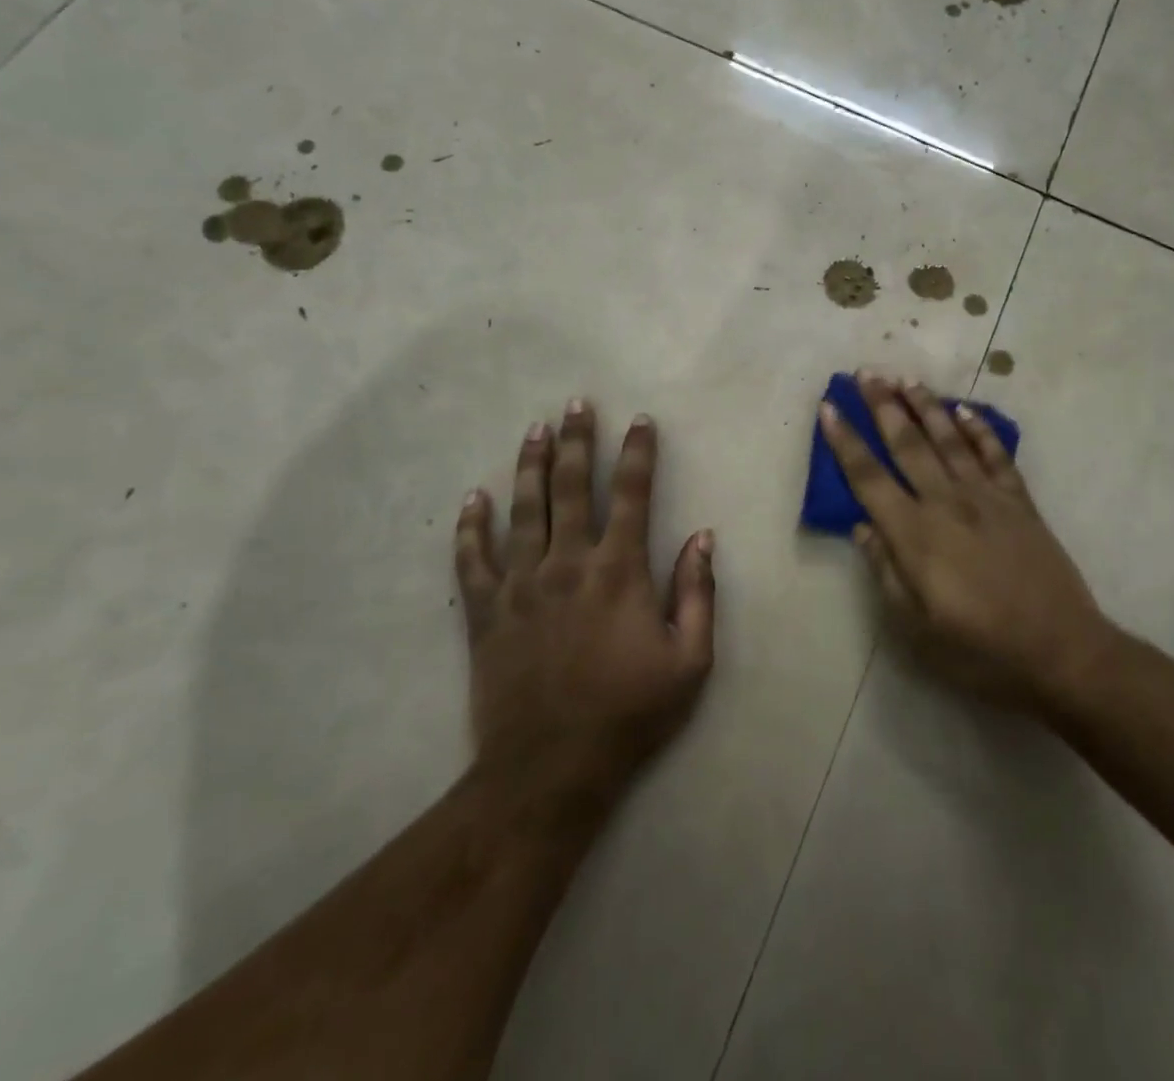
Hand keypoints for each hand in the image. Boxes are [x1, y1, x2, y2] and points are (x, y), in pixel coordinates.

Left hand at [454, 400, 714, 821]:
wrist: (550, 769)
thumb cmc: (630, 713)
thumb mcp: (690, 660)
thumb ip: (698, 593)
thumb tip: (702, 537)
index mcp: (619, 571)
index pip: (633, 494)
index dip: (639, 453)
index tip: (640, 421)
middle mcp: (568, 563)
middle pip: (572, 487)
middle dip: (578, 441)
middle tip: (576, 404)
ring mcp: (521, 585)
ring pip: (523, 510)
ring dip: (530, 466)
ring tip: (534, 430)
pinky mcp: (485, 613)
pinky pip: (472, 560)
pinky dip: (471, 527)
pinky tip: (472, 498)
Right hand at [819, 372, 1106, 712]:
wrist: (1061, 651)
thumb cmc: (980, 649)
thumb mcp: (916, 627)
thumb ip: (886, 572)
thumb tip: (862, 527)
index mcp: (915, 534)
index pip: (869, 477)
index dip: (845, 441)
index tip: (829, 408)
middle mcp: (947, 503)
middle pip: (907, 444)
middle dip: (883, 406)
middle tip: (865, 373)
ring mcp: (987, 497)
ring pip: (949, 439)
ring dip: (925, 407)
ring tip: (906, 379)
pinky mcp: (1020, 502)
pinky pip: (996, 455)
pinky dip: (980, 430)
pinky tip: (965, 410)